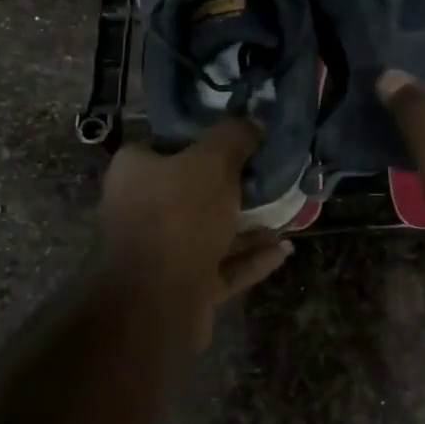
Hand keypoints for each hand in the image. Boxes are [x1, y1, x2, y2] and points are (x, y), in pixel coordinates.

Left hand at [95, 118, 293, 319]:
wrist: (154, 302)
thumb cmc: (177, 217)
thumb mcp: (211, 162)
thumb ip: (234, 137)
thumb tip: (253, 121)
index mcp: (136, 172)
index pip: (168, 144)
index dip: (204, 139)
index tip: (242, 139)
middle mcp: (142, 209)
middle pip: (194, 189)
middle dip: (235, 185)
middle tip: (272, 176)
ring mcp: (162, 252)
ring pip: (211, 230)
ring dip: (249, 224)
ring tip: (288, 211)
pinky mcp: (183, 285)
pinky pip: (223, 265)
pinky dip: (252, 257)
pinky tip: (285, 249)